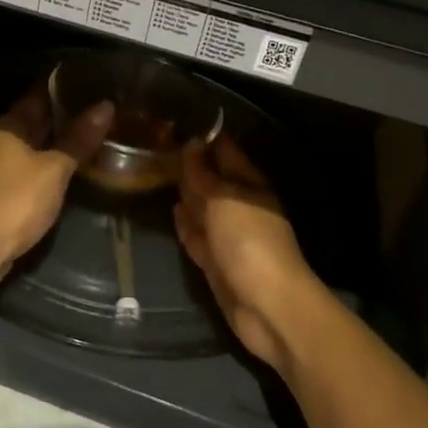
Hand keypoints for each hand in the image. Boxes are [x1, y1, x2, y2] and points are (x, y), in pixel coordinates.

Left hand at [0, 84, 114, 291]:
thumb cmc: (19, 198)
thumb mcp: (55, 167)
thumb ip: (79, 138)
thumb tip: (105, 106)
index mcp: (11, 125)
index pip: (38, 93)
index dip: (62, 84)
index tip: (89, 77)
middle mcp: (4, 139)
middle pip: (37, 117)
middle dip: (65, 112)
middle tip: (101, 104)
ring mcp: (4, 164)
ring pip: (37, 142)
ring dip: (61, 137)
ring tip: (96, 130)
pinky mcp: (8, 188)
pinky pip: (36, 163)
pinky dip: (55, 159)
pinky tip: (76, 161)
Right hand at [173, 136, 332, 373]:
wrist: (267, 305)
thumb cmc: (249, 242)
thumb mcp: (223, 200)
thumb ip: (203, 175)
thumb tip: (191, 145)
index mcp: (249, 186)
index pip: (226, 152)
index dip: (206, 138)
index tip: (180, 121)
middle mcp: (240, 206)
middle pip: (213, 180)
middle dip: (192, 165)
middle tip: (161, 145)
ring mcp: (228, 236)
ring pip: (203, 207)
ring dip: (187, 193)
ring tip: (160, 174)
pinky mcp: (216, 261)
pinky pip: (197, 235)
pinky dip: (186, 223)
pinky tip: (173, 210)